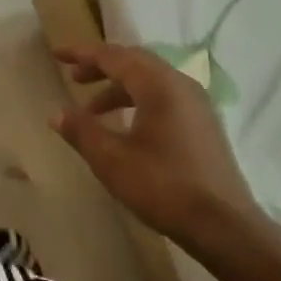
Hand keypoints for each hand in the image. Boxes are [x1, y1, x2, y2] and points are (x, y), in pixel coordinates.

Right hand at [50, 43, 256, 253]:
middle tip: (74, 78)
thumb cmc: (163, 187)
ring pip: (150, 81)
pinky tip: (126, 126)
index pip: (114, 56)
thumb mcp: (112, 160)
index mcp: (158, 85)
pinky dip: (138, 100)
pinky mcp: (204, 124)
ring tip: (92, 111)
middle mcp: (180, 84)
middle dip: (101, 67)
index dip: (83, 54)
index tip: (58, 54)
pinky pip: (164, 97)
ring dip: (118, 88)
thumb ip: (82, 131)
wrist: (224, 226)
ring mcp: (197, 104)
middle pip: (135, 62)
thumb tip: (56, 113)